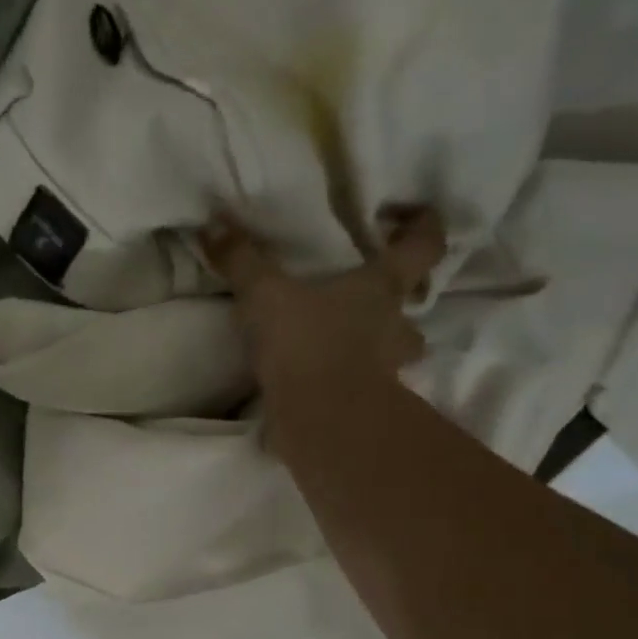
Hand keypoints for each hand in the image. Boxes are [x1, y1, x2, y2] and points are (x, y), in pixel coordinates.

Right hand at [198, 205, 439, 393]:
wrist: (322, 422)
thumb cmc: (307, 345)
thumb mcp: (265, 297)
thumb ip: (243, 262)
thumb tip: (214, 224)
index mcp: (380, 289)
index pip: (423, 246)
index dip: (423, 227)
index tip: (412, 217)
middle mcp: (394, 328)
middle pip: (413, 310)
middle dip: (399, 305)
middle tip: (371, 302)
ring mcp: (388, 372)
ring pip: (394, 355)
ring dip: (378, 350)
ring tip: (345, 347)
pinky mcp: (367, 408)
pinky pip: (362, 391)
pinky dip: (346, 387)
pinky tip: (319, 386)